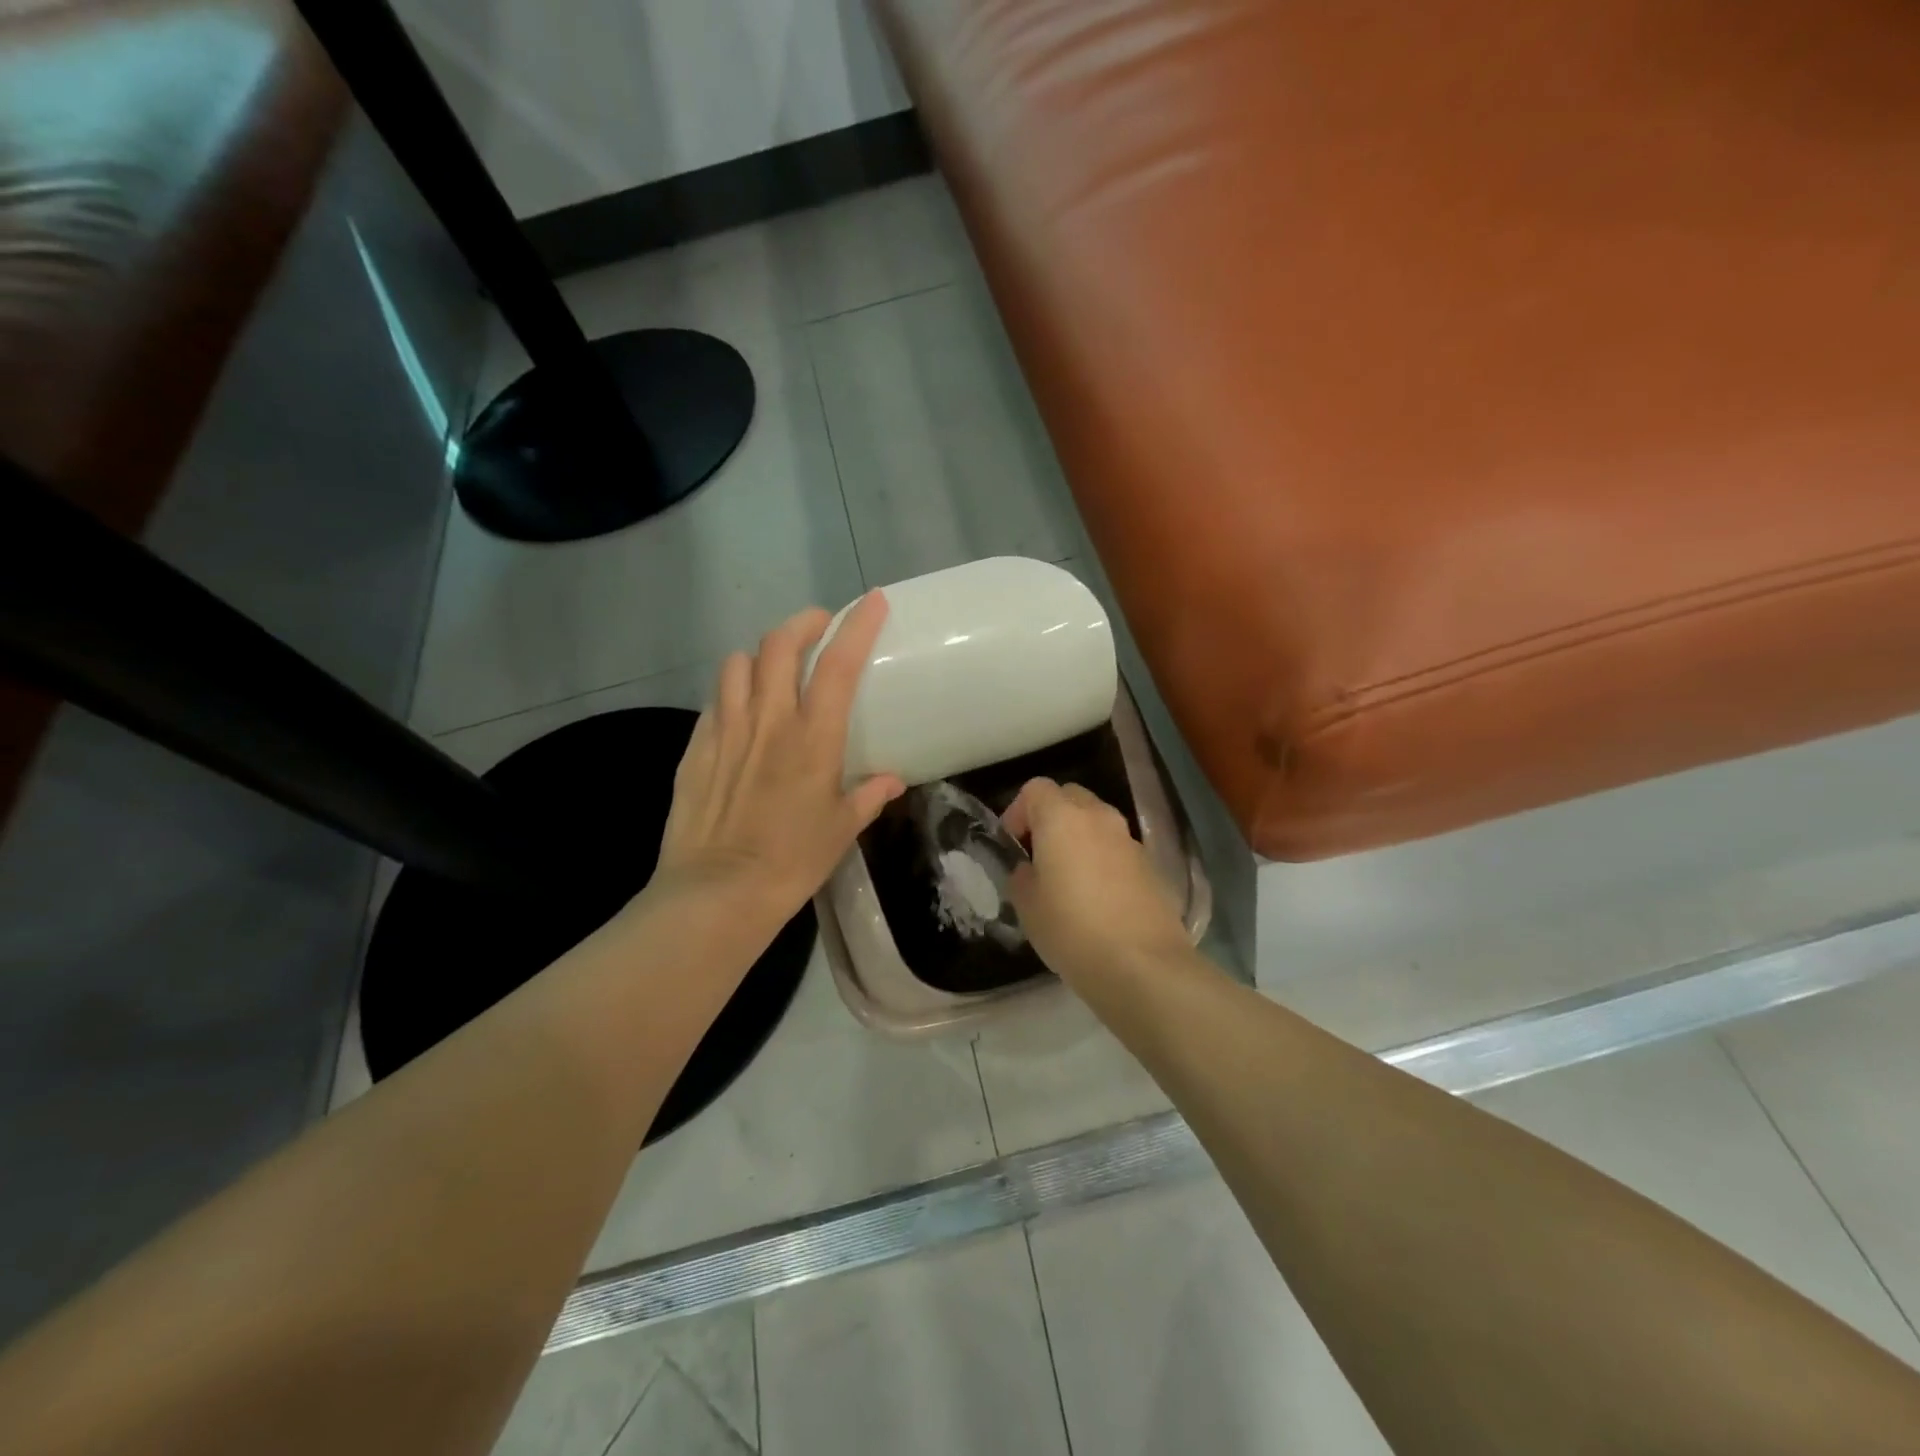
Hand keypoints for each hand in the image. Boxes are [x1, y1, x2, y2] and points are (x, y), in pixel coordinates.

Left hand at [650, 593, 903, 932]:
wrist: (716, 892)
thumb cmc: (791, 862)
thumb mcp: (840, 830)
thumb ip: (867, 797)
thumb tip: (890, 782)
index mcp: (813, 738)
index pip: (839, 664)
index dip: (858, 625)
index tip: (872, 602)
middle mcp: (769, 720)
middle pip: (780, 644)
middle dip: (802, 622)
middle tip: (818, 626)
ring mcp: (726, 729)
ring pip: (738, 663)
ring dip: (760, 655)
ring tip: (773, 668)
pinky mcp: (696, 747)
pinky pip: (714, 700)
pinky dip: (731, 691)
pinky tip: (739, 710)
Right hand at [1003, 777, 1188, 984]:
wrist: (1143, 965)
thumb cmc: (1072, 930)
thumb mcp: (1027, 906)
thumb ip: (1022, 876)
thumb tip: (1031, 869)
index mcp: (1062, 818)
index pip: (1036, 789)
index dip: (1018, 811)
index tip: (1013, 844)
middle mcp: (1099, 817)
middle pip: (1070, 797)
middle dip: (1051, 817)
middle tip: (1039, 855)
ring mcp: (1130, 839)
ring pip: (1097, 822)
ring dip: (1079, 838)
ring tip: (1069, 879)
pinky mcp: (1151, 865)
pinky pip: (1118, 848)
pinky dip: (1103, 859)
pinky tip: (1098, 898)